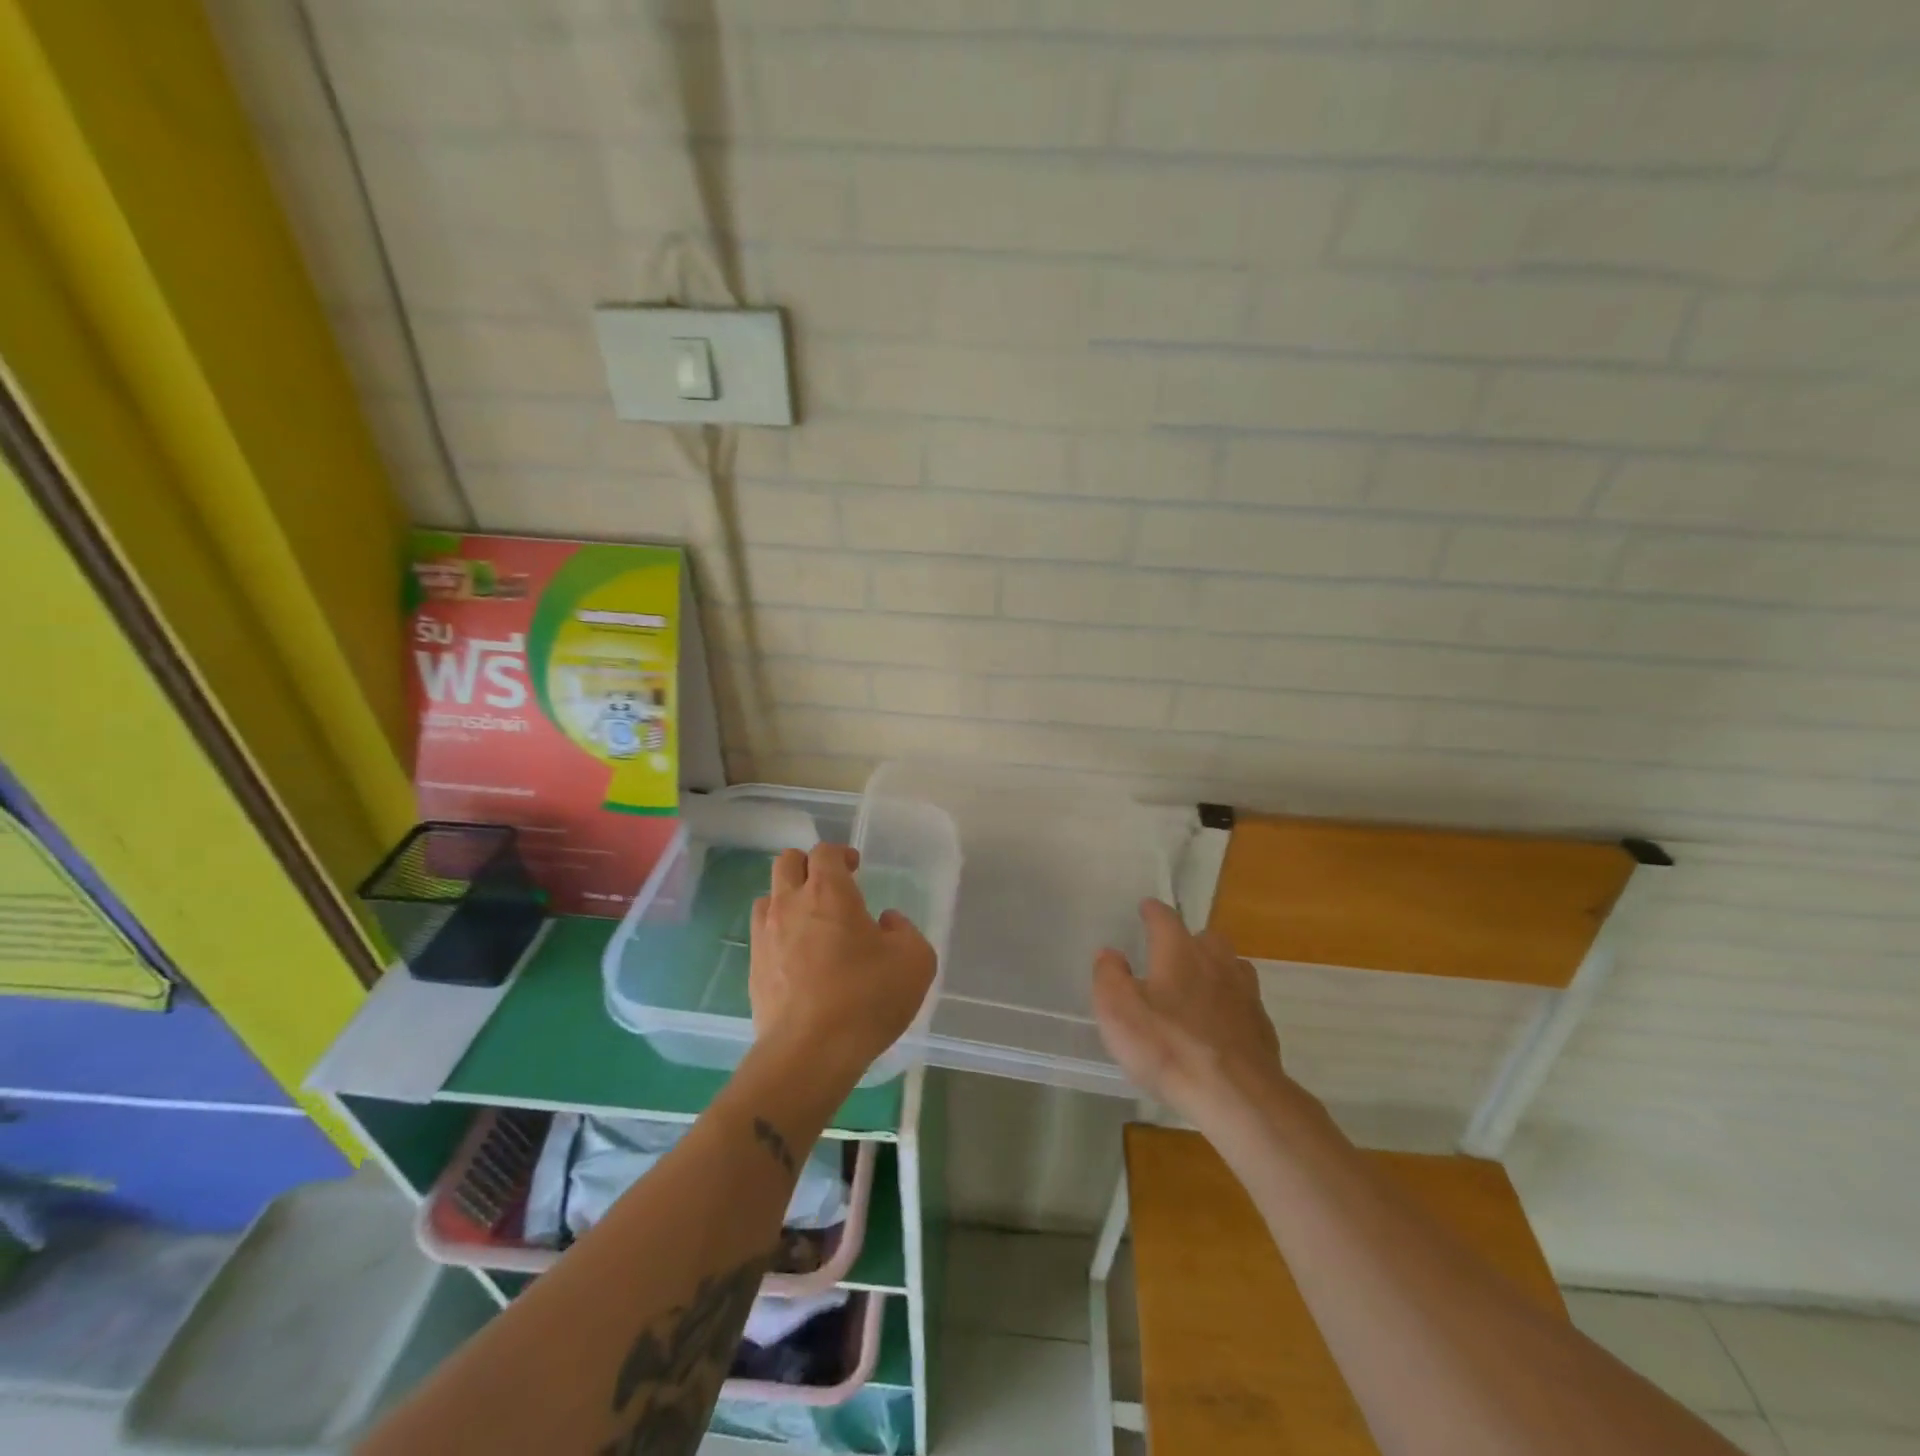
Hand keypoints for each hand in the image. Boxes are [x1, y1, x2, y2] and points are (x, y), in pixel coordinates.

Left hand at [749, 844, 936, 1087]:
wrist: (809, 1052)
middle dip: (808, 866)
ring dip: (788, 898)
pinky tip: (799, 958)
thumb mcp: (915, 961)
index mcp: (829, 892)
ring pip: (768, 896)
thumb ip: (905, 931)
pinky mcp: (754, 969)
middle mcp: (790, 904)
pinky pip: (763, 935)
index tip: (856, 868)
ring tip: (811, 922)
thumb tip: (886, 923)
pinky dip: (779, 934)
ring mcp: (766, 936)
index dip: (841, 854)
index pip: (825, 851)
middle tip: (831, 887)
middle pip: (787, 862)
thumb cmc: (867, 997)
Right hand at [1092, 899, 1285, 1123]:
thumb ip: (1109, 976)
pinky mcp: (1262, 1027)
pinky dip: (1231, 1004)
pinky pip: (1245, 1002)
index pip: (1165, 918)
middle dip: (1189, 940)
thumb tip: (1110, 953)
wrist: (1236, 1096)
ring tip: (1199, 986)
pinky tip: (1220, 1024)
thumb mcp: (1118, 1011)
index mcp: (1179, 952)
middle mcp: (1215, 962)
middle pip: (1206, 938)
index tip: (1145, 908)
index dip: (1153, 912)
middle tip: (1172, 954)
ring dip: (1215, 969)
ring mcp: (1244, 994)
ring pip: (1231, 966)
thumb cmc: (1168, 1047)